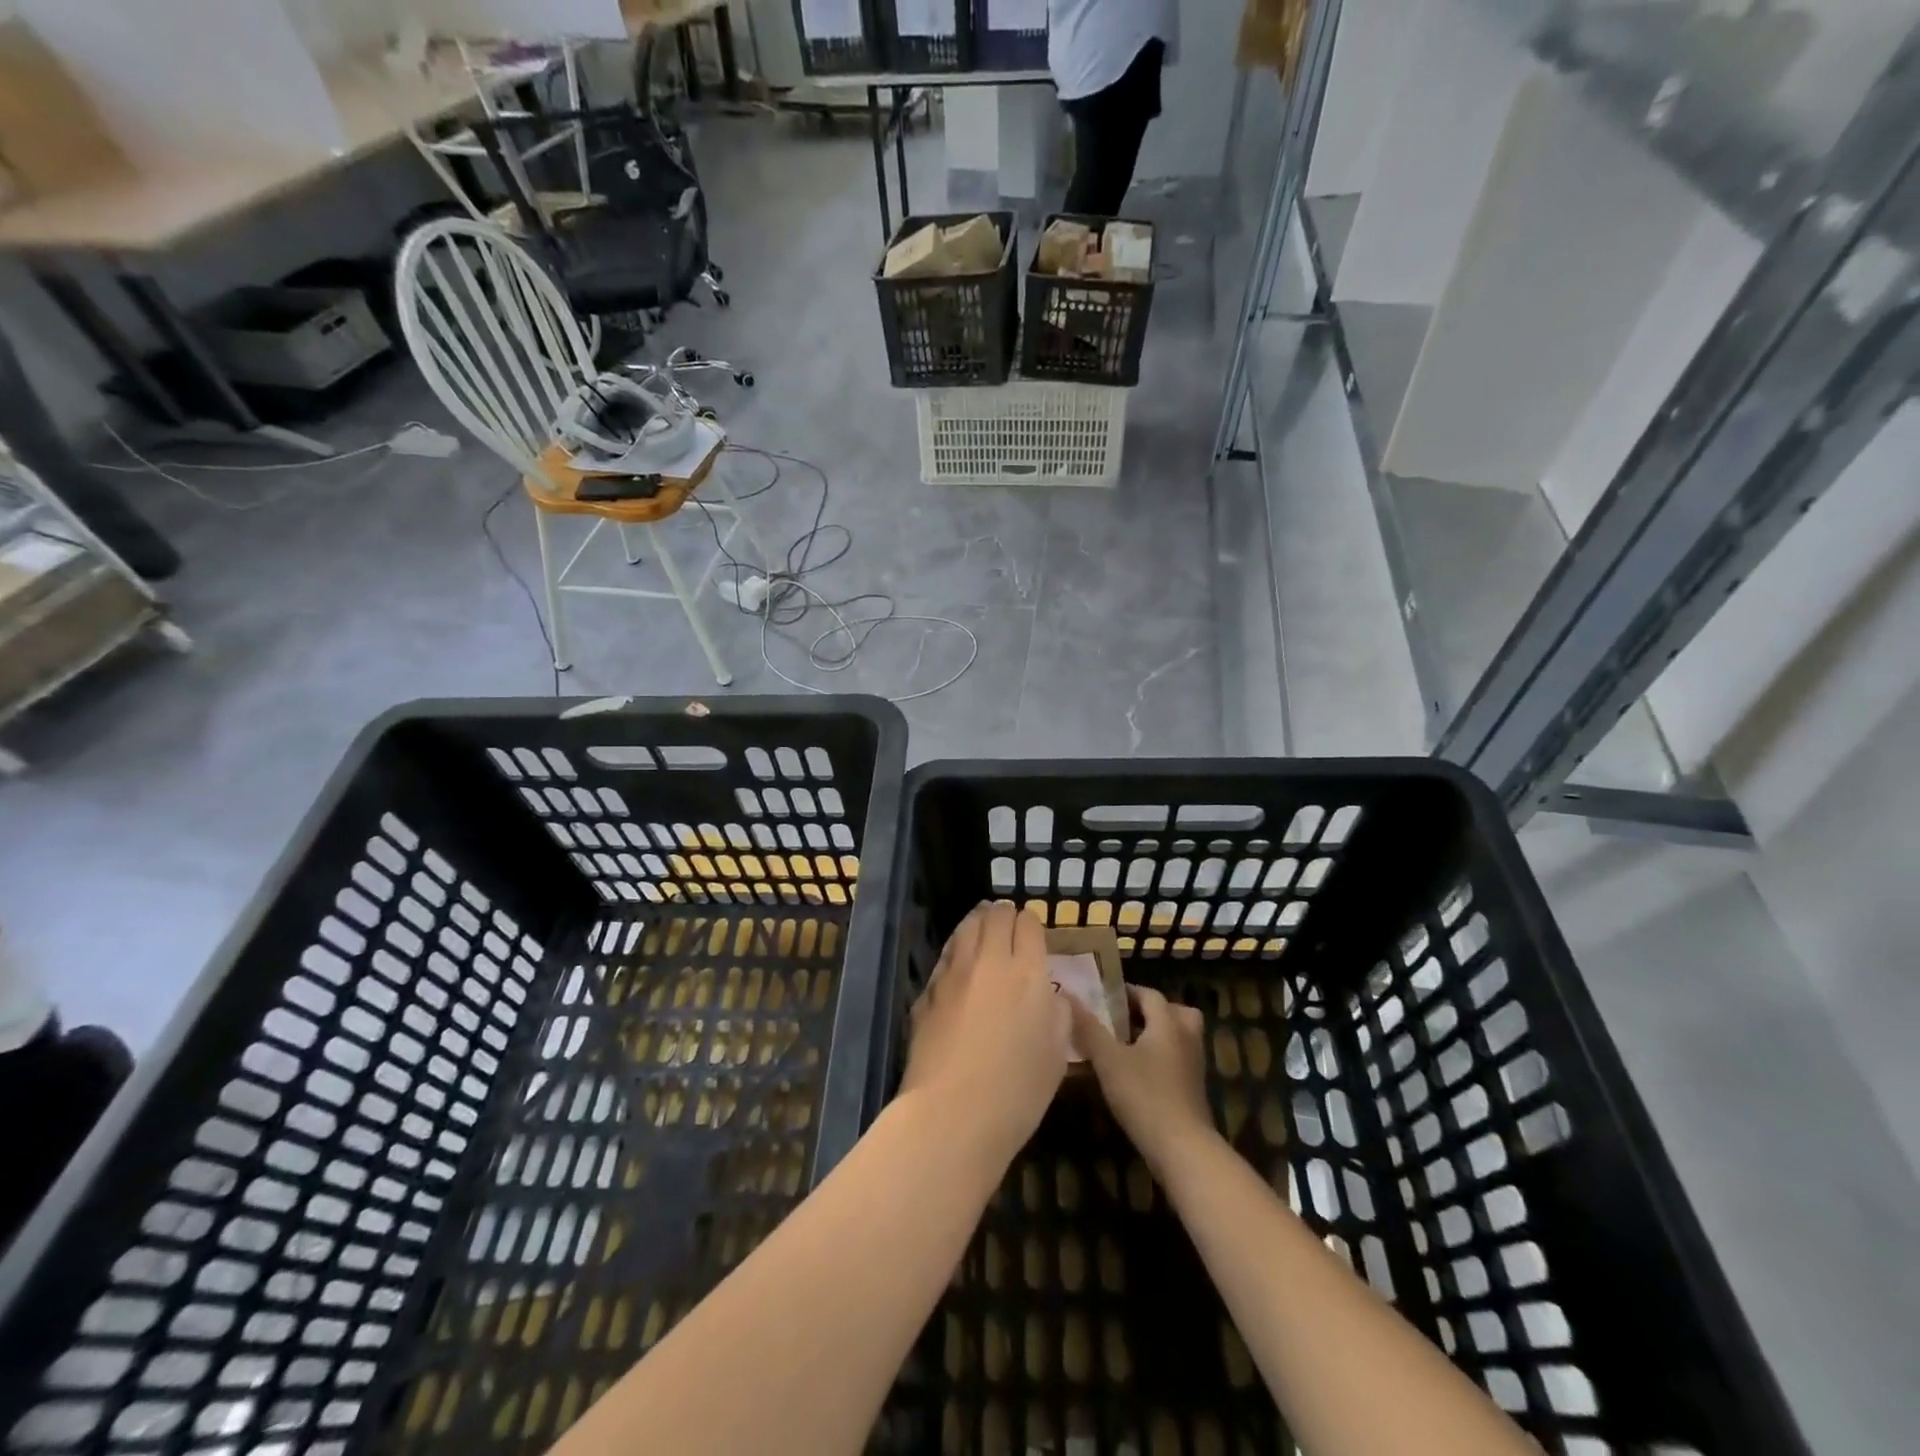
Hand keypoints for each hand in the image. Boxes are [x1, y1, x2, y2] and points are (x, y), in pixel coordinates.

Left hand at [900, 903, 1070, 1162]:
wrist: (952, 1114)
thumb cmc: (1017, 1092)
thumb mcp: (1057, 1056)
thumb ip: (1058, 1016)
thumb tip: (1050, 997)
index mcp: (1028, 974)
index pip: (1028, 924)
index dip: (1030, 923)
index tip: (1032, 930)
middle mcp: (990, 962)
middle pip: (995, 917)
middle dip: (1004, 914)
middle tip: (1007, 921)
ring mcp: (954, 973)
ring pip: (965, 928)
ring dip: (977, 921)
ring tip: (981, 922)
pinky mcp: (927, 991)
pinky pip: (945, 956)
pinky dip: (955, 948)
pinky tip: (957, 957)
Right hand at [1067, 984, 1215, 1177]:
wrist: (1182, 1149)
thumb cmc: (1144, 1095)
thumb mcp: (1109, 1060)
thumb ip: (1088, 1028)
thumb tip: (1067, 995)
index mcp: (1167, 1024)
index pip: (1150, 995)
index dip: (1127, 992)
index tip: (1104, 998)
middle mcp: (1186, 1038)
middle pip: (1174, 1012)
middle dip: (1151, 1011)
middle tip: (1124, 1019)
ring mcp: (1193, 1066)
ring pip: (1179, 1037)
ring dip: (1157, 1035)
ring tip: (1127, 1045)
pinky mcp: (1193, 1090)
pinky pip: (1178, 1060)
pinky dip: (1162, 1058)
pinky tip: (1138, 1074)